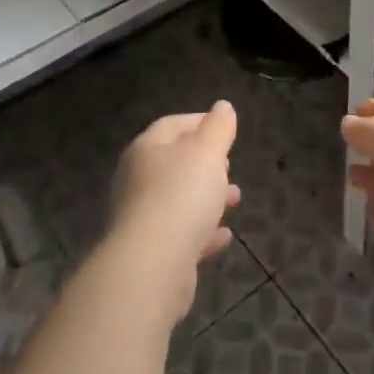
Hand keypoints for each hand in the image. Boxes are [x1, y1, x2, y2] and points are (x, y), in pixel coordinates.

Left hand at [106, 102, 241, 323]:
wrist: (151, 266)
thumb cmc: (180, 195)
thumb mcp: (207, 152)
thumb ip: (218, 128)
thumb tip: (223, 107)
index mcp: (146, 149)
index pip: (173, 125)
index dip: (200, 122)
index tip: (226, 127)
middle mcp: (137, 179)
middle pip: (174, 163)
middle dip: (205, 162)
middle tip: (229, 165)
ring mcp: (141, 218)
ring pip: (178, 199)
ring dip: (207, 197)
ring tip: (235, 199)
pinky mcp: (150, 253)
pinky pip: (180, 234)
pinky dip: (202, 231)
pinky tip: (224, 236)